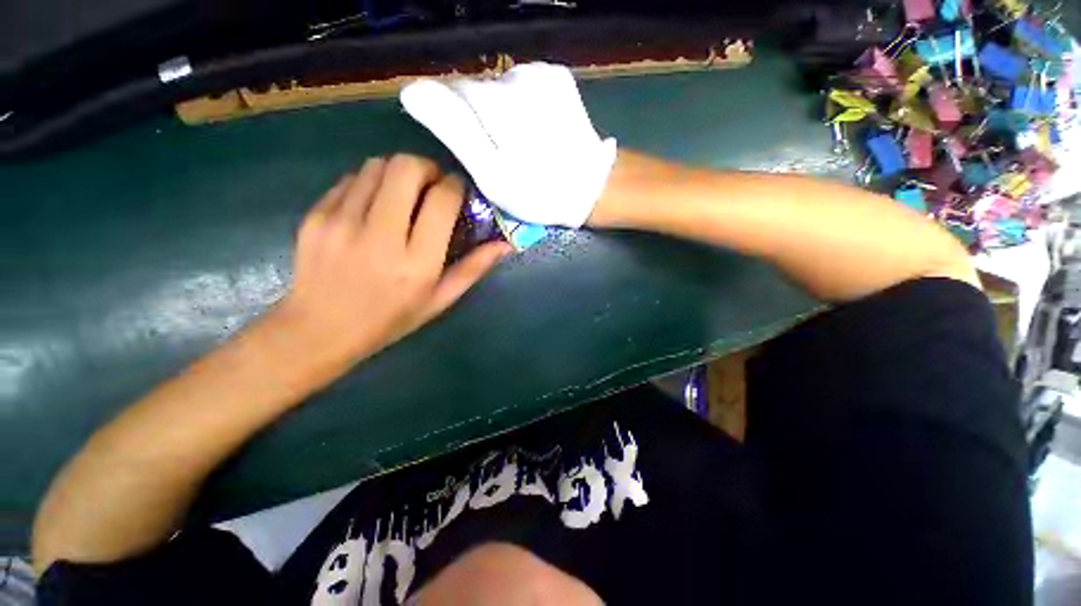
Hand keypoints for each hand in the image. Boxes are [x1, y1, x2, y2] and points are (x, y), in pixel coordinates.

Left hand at [273, 155, 511, 370]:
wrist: (320, 330)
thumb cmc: (391, 319)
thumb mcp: (440, 300)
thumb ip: (474, 268)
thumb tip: (505, 244)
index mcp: (417, 262)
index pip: (442, 200)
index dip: (456, 186)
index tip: (458, 191)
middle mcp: (379, 236)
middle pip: (407, 168)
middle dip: (428, 168)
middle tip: (433, 185)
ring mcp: (341, 222)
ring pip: (378, 165)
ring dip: (399, 172)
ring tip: (404, 195)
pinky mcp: (316, 215)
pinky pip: (352, 179)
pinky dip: (372, 183)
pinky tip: (375, 206)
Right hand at [400, 62, 616, 227]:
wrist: (590, 188)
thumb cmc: (538, 191)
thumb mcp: (491, 174)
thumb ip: (454, 131)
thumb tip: (412, 92)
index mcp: (495, 103)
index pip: (450, 94)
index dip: (456, 125)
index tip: (474, 153)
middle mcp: (515, 75)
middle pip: (477, 89)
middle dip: (480, 120)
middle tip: (500, 155)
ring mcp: (541, 73)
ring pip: (499, 87)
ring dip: (501, 114)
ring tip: (519, 146)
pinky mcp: (557, 78)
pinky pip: (523, 87)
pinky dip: (521, 108)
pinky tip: (534, 131)